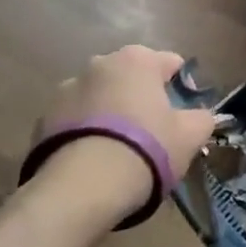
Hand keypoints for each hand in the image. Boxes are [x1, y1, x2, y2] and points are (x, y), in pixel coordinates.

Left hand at [30, 46, 219, 224]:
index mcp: (138, 59)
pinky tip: (93, 162)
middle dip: (141, 98)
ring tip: (118, 152)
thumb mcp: (190, 136)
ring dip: (110, 113)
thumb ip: (202, 119)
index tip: (183, 117)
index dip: (182, 88)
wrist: (83, 187)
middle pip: (131, 78)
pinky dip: (84, 133)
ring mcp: (67, 89)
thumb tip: (202, 116)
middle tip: (152, 134)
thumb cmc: (146, 149)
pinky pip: (74, 121)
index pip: (171, 63)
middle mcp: (100, 63)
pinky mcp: (43, 118)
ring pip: (100, 97)